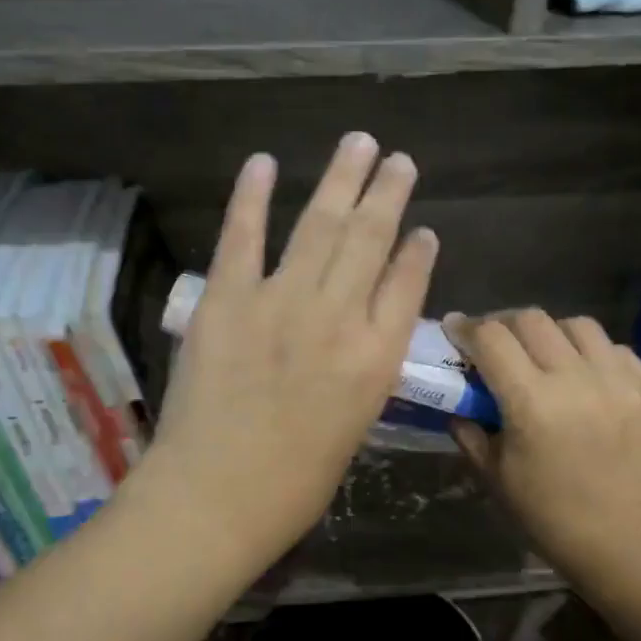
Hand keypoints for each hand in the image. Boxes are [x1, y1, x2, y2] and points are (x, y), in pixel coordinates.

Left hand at [141, 133, 438, 576]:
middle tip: (397, 159)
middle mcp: (337, 317)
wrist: (217, 497)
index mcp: (376, 357)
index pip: (407, 284)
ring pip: (320, 225)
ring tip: (358, 143)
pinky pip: (243, 237)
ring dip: (341, 179)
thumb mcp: (354, 426)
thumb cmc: (294, 483)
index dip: (417, 251)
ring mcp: (280, 302)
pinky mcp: (226, 300)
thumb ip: (365, 370)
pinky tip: (264, 163)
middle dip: (387, 193)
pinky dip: (252, 197)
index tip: (423, 227)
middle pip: (371, 239)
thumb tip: (366, 330)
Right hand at [445, 310, 640, 593]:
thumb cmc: (549, 515)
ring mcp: (619, 381)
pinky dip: (592, 354)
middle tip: (497, 342)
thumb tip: (457, 402)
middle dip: (505, 324)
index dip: (467, 328)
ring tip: (546, 354)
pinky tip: (586, 377)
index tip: (456, 329)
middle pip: (532, 319)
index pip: (491, 338)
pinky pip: (615, 349)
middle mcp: (576, 379)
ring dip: (552, 333)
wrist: (626, 540)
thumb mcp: (495, 475)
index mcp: (531, 401)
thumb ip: (470, 431)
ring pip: (578, 325)